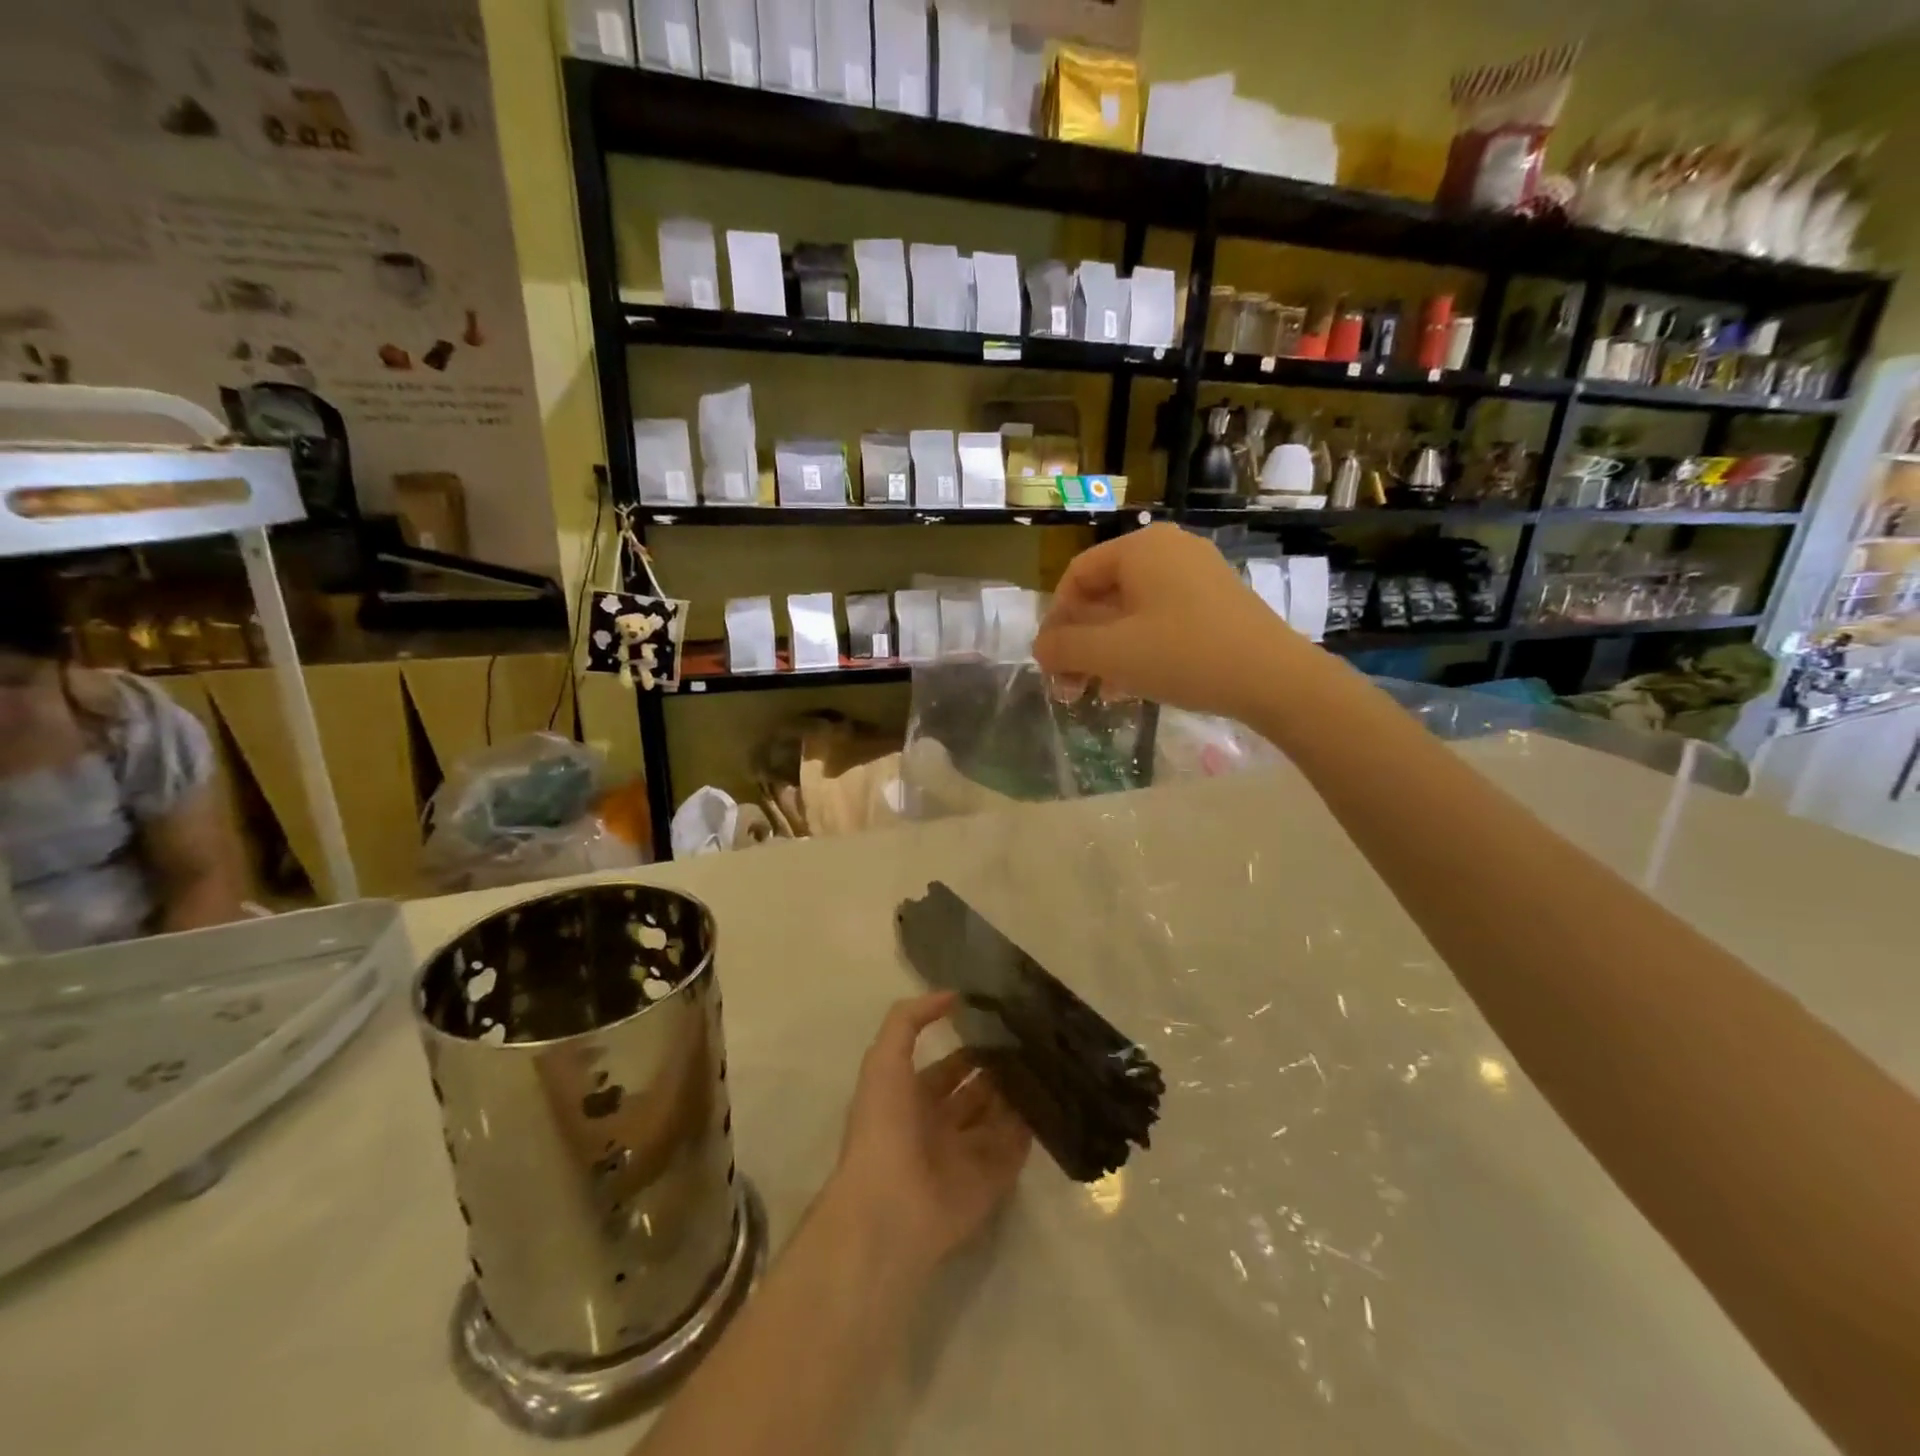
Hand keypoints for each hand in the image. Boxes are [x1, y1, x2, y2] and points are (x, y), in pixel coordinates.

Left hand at [826, 993, 1031, 1281]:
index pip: (950, 1067)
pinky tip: (1054, 1098)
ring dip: (1019, 1094)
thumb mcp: (884, 1060)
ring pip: (999, 1118)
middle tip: (1035, 1041)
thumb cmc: (884, 1128)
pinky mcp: (991, 1182)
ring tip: (1050, 1062)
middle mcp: (941, 1126)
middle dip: (1000, 1069)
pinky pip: (1015, 1150)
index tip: (1003, 1025)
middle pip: (978, 1092)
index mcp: (913, 1099)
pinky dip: (1032, 1128)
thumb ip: (909, 1020)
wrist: (891, 1209)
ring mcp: (967, 1156)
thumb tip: (951, 995)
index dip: (971, 1046)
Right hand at [1033, 523, 1308, 720]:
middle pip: (1104, 594)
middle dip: (1081, 642)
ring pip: (1132, 611)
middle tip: (1070, 685)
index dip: (1056, 619)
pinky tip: (1131, 686)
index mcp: (1141, 548)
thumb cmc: (1184, 655)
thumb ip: (1065, 647)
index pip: (1077, 575)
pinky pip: (1161, 619)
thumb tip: (1041, 648)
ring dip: (1106, 651)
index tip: (1051, 661)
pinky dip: (1138, 648)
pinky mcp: (1217, 602)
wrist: (1275, 679)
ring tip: (1098, 692)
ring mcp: (1198, 575)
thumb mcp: (1112, 653)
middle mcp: (1169, 550)